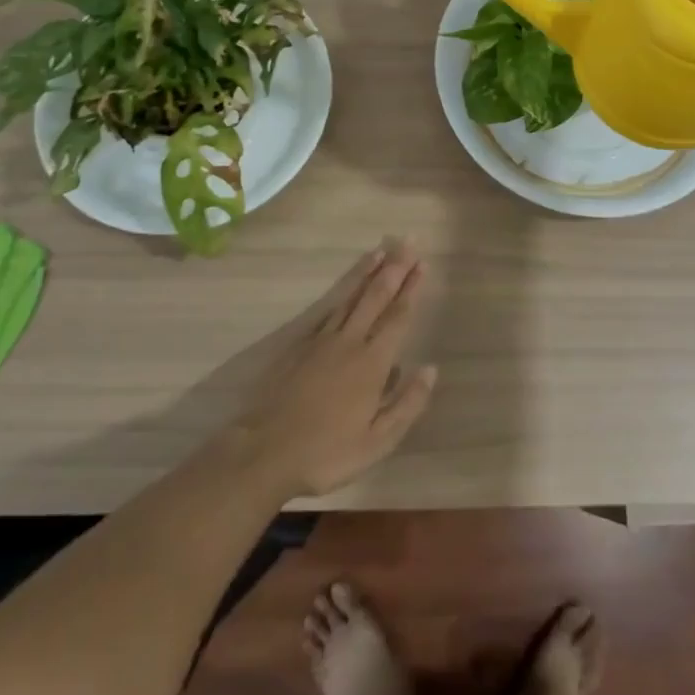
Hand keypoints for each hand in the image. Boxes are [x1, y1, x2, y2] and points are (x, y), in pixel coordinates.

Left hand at [229, 238, 438, 497]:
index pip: (397, 317)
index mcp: (372, 363)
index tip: (422, 264)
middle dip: (394, 269)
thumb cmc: (326, 453)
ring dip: (367, 273)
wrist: (264, 452)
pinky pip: (327, 310)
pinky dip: (341, 293)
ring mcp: (321, 340)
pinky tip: (346, 287)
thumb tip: (430, 369)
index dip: (411, 290)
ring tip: (380, 252)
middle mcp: (350, 342)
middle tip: (407, 242)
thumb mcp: (377, 442)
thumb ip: (407, 404)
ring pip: (350, 297)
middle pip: (375, 297)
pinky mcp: (298, 346)